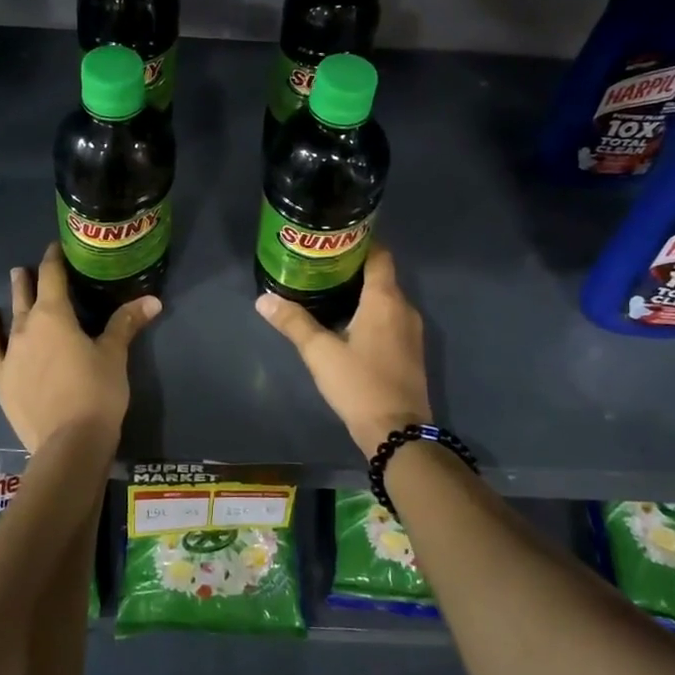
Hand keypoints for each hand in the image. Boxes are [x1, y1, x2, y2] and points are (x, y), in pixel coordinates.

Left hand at [0, 243, 160, 454]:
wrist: (69, 442)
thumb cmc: (97, 392)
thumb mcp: (114, 355)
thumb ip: (126, 323)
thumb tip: (152, 300)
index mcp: (55, 316)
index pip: (53, 276)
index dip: (55, 259)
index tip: (57, 247)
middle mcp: (27, 327)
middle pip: (28, 294)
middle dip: (32, 277)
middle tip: (31, 267)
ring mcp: (10, 353)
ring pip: (10, 317)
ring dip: (13, 297)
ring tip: (14, 280)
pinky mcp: (1, 378)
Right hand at [256, 245, 432, 457]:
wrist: (398, 433)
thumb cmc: (359, 384)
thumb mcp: (320, 353)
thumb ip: (293, 322)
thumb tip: (263, 299)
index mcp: (385, 299)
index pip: (379, 255)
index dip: (359, 243)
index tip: (333, 241)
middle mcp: (404, 308)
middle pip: (381, 276)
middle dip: (353, 269)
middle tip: (319, 266)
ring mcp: (411, 331)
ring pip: (386, 299)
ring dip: (361, 293)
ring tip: (328, 292)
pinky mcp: (410, 351)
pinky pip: (390, 319)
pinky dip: (371, 314)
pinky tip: (346, 324)